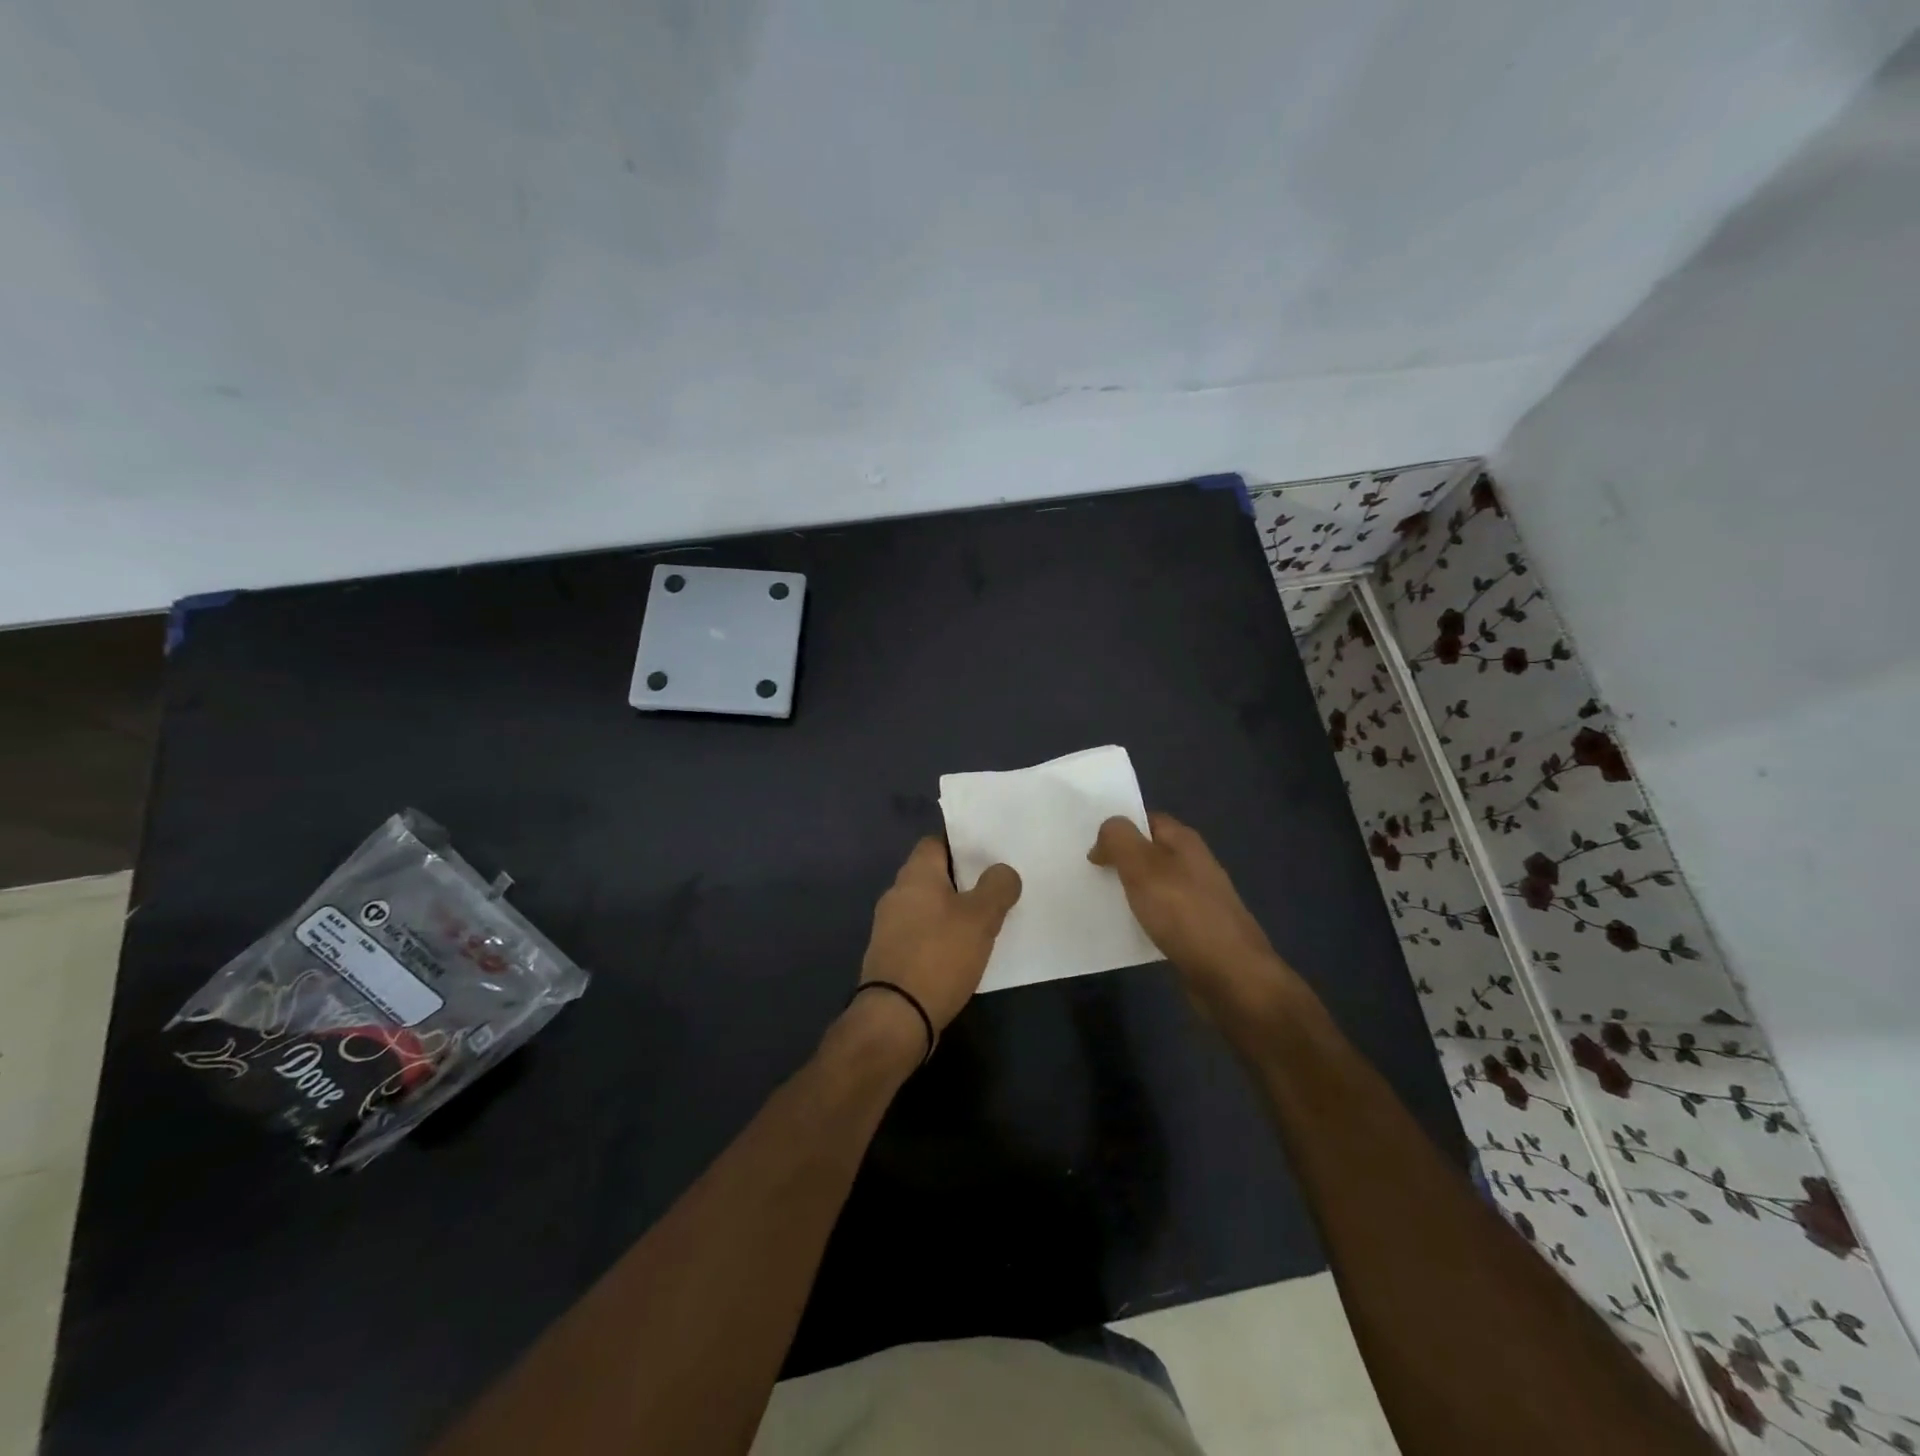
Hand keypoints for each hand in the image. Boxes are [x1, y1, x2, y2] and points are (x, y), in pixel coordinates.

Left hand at [858, 837, 1021, 1041]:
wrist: (896, 1017)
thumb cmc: (939, 956)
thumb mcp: (980, 918)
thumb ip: (997, 887)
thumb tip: (1002, 871)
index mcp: (915, 874)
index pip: (936, 842)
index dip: (962, 845)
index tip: (989, 855)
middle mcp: (897, 893)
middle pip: (933, 874)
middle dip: (963, 881)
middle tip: (995, 889)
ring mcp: (890, 926)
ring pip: (928, 906)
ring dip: (953, 911)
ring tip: (985, 922)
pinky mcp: (891, 955)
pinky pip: (922, 933)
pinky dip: (941, 937)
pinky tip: (962, 952)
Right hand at [1089, 812, 1300, 1021]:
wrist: (1231, 976)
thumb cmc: (1184, 913)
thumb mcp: (1142, 866)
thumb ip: (1119, 839)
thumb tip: (1105, 835)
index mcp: (1185, 842)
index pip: (1147, 820)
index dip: (1119, 828)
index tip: (1090, 845)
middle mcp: (1194, 865)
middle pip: (1150, 852)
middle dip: (1120, 860)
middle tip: (1088, 873)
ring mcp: (1198, 899)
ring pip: (1154, 886)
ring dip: (1129, 891)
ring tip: (1098, 901)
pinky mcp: (1196, 931)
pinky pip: (1161, 916)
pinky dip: (1142, 919)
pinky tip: (1125, 931)